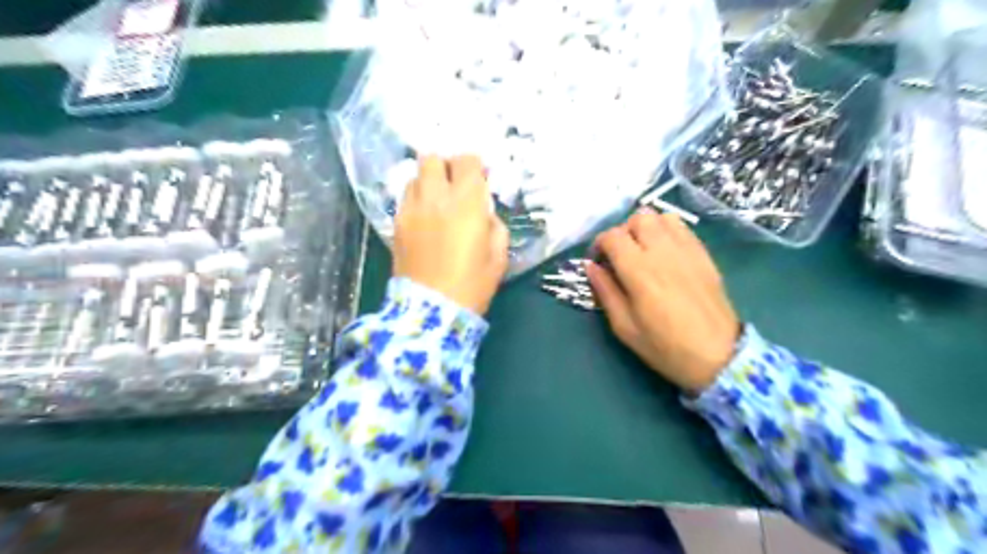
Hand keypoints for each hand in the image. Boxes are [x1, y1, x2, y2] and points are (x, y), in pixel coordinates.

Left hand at [392, 155, 508, 314]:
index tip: (479, 179)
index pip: (466, 160)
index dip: (474, 165)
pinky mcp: (396, 223)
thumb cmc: (472, 285)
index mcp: (466, 203)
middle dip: (446, 165)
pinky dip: (416, 198)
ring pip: (415, 175)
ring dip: (429, 181)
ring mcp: (411, 209)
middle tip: (455, 184)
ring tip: (438, 201)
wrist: (431, 310)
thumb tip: (484, 213)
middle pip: (433, 158)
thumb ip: (494, 225)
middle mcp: (435, 197)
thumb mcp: (498, 255)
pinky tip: (425, 217)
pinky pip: (405, 197)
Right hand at [584, 207, 740, 393]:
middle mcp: (663, 251)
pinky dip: (666, 231)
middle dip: (622, 232)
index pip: (612, 237)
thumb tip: (591, 267)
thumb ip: (605, 292)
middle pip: (637, 219)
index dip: (599, 244)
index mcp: (639, 271)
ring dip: (645, 228)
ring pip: (660, 217)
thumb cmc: (665, 347)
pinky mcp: (703, 254)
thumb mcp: (625, 327)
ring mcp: (687, 250)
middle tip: (620, 255)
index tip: (598, 261)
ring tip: (643, 250)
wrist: (719, 355)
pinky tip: (664, 253)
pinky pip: (681, 227)